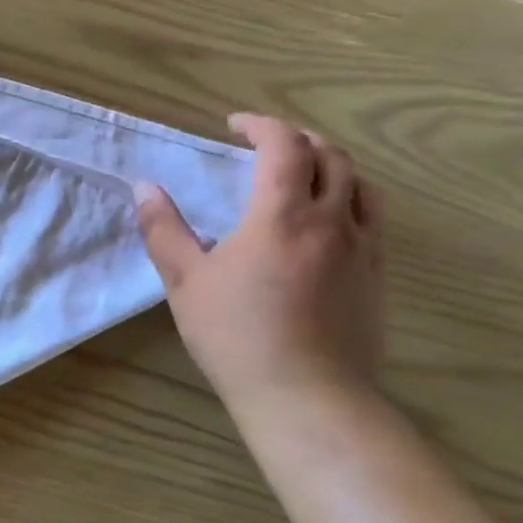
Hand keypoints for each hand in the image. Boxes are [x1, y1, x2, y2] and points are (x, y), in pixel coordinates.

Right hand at [138, 114, 384, 414]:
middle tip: (266, 145)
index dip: (261, 125)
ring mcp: (363, 249)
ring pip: (362, 185)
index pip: (284, 146)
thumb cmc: (236, 335)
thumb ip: (164, 229)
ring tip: (303, 174)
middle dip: (298, 139)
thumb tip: (145, 188)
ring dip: (332, 165)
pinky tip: (327, 222)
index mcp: (282, 215)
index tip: (234, 126)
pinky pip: (373, 219)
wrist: (307, 396)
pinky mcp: (377, 277)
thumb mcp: (185, 281)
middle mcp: (332, 221)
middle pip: (331, 156)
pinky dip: (350, 199)